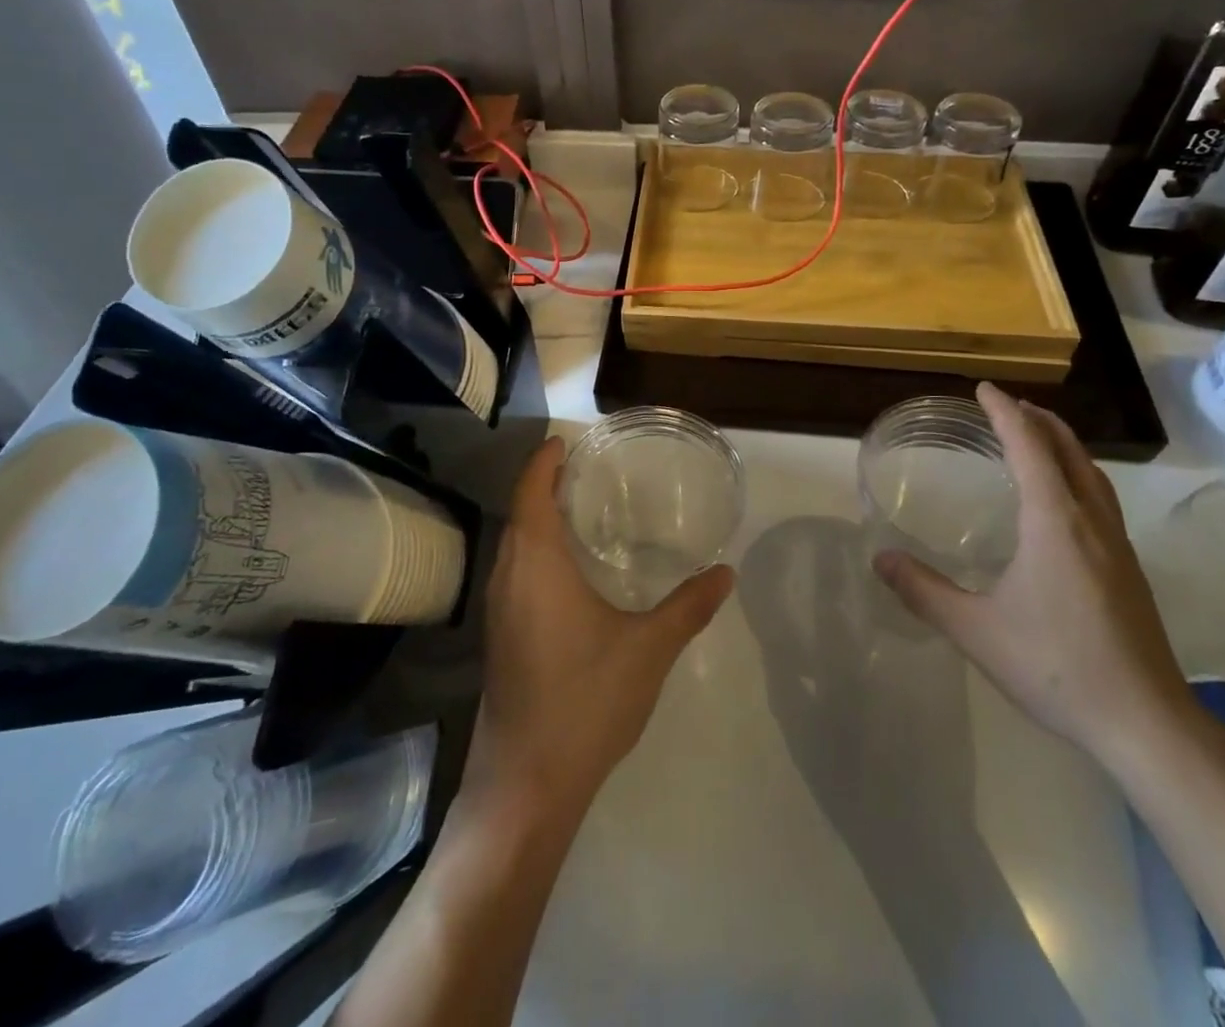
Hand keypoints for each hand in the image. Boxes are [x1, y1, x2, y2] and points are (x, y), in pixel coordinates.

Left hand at [466, 436, 734, 816]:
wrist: (527, 784)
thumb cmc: (585, 700)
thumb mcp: (649, 649)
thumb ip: (688, 607)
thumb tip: (726, 572)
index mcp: (536, 563)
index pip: (531, 490)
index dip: (545, 460)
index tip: (567, 441)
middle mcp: (508, 576)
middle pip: (520, 511)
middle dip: (545, 483)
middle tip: (588, 469)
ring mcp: (498, 609)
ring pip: (515, 543)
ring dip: (539, 517)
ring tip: (583, 508)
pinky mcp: (500, 636)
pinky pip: (516, 571)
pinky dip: (537, 550)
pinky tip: (570, 569)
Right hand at [873, 383, 1192, 767]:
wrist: (1147, 724)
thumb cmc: (1057, 667)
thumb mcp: (976, 630)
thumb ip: (924, 591)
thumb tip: (879, 559)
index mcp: (1054, 522)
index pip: (1029, 448)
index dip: (1005, 413)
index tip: (984, 389)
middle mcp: (1090, 522)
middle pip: (1069, 450)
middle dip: (1038, 420)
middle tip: (1006, 406)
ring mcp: (1117, 546)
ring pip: (1091, 473)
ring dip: (1062, 445)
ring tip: (1035, 438)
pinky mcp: (1129, 570)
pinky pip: (1100, 498)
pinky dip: (1076, 474)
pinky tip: (1062, 502)